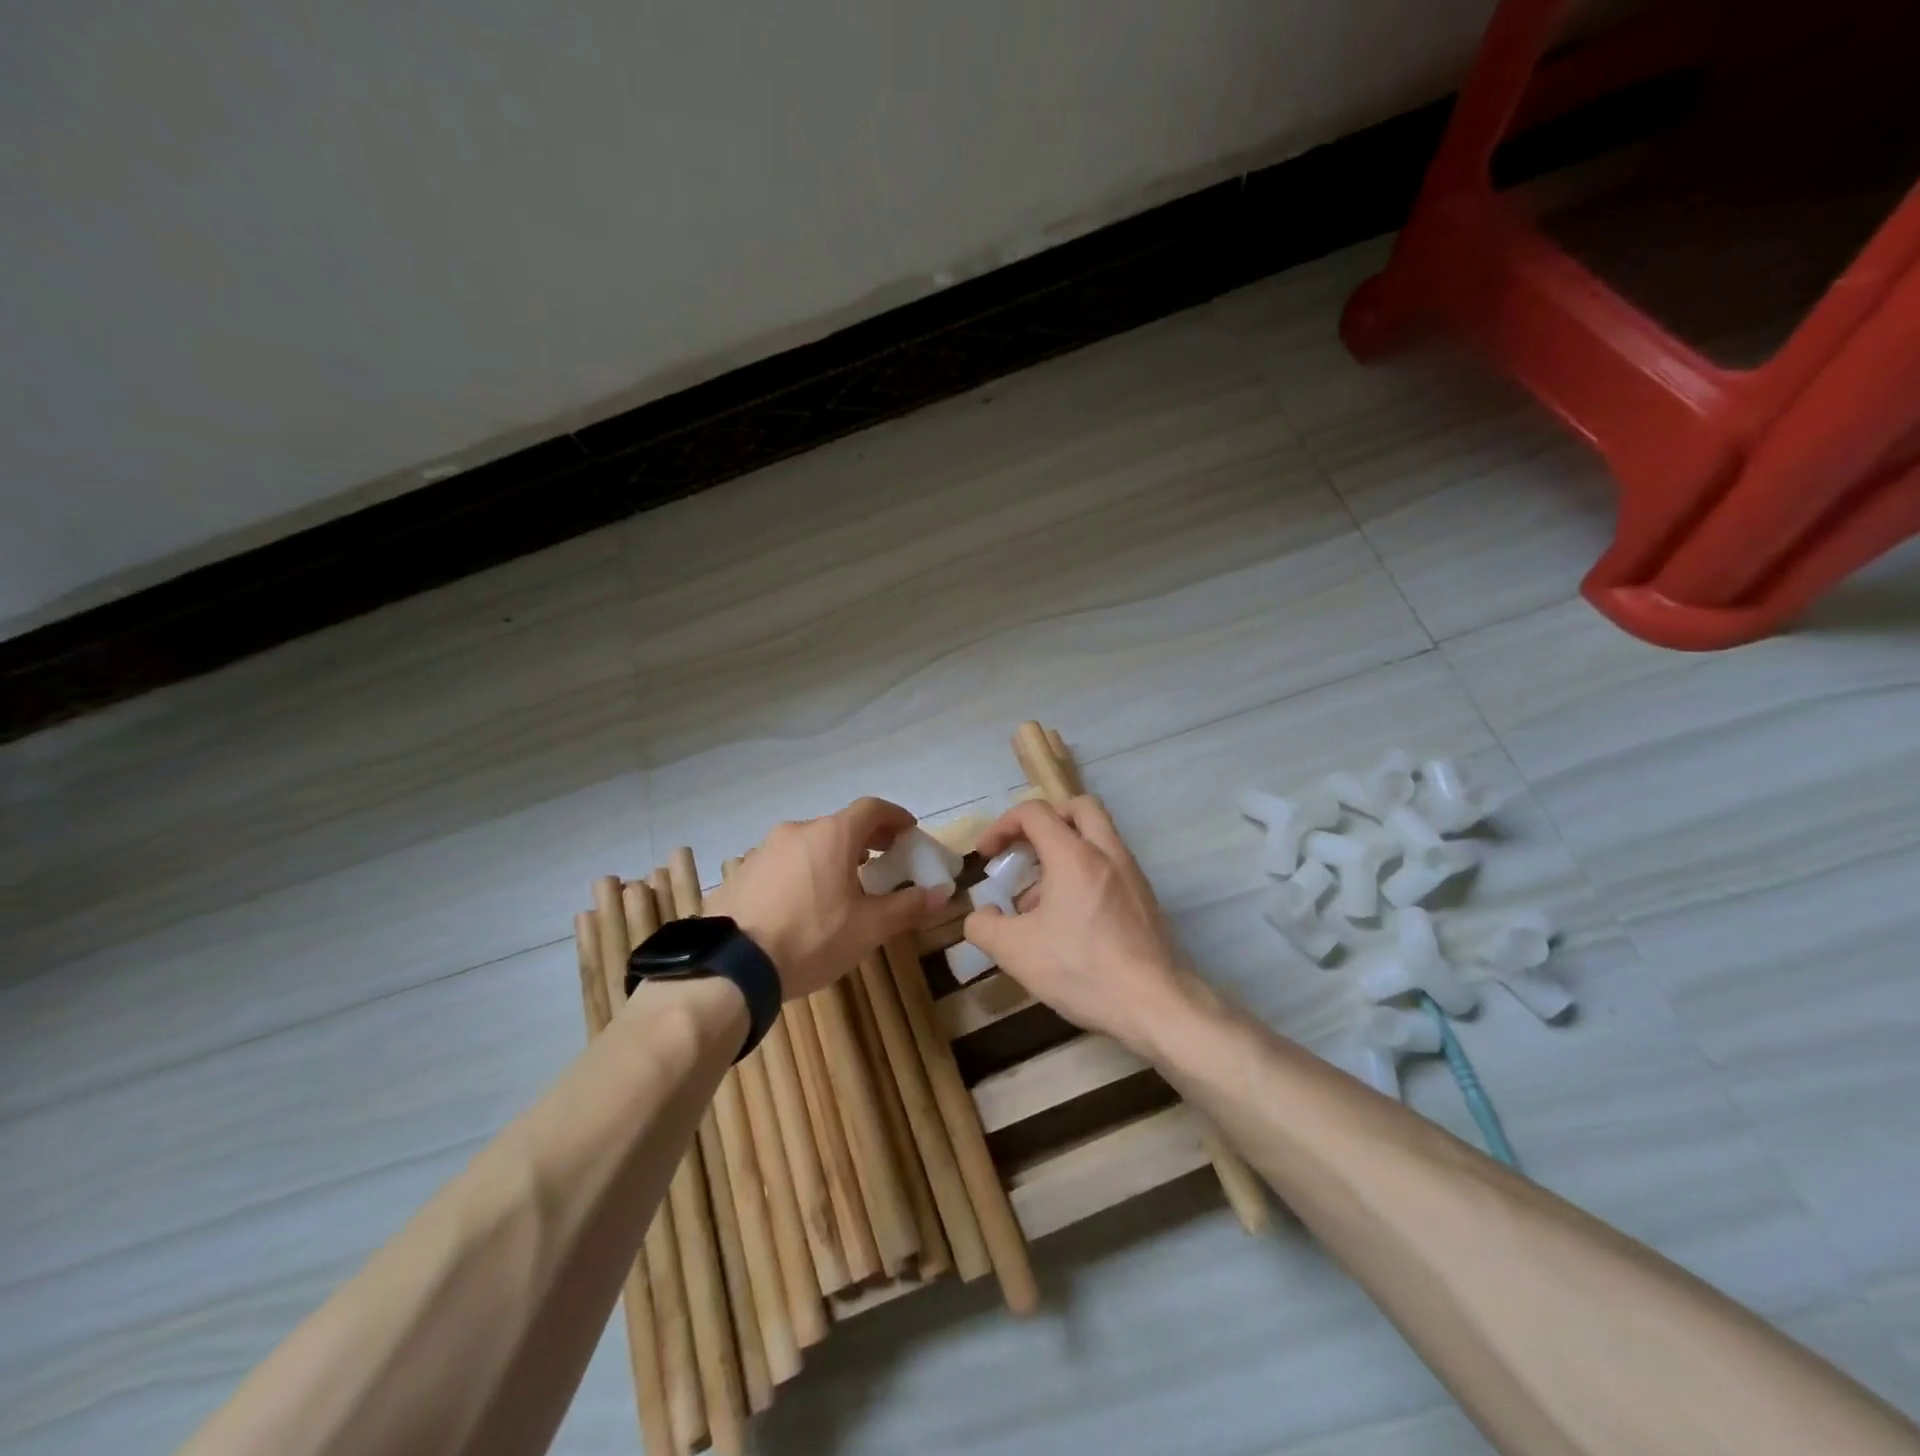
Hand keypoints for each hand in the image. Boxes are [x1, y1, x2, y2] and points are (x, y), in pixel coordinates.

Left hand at [705, 797, 949, 999]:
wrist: (731, 968)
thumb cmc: (811, 939)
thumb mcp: (868, 928)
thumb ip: (908, 906)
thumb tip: (943, 893)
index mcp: (831, 835)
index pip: (872, 808)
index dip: (895, 817)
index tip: (908, 832)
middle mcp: (797, 831)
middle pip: (839, 825)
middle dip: (866, 839)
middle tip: (883, 860)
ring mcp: (763, 850)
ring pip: (809, 843)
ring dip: (832, 855)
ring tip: (843, 885)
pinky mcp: (741, 873)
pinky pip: (783, 863)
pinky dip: (803, 871)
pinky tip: (804, 903)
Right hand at [964, 796, 1200, 1054]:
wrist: (1156, 1006)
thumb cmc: (1083, 970)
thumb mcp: (1016, 952)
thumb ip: (984, 926)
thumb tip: (982, 914)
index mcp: (1074, 855)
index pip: (1034, 813)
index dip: (1002, 826)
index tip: (986, 856)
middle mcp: (1107, 853)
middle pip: (1078, 807)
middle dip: (1045, 820)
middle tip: (1025, 850)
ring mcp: (1132, 875)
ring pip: (1097, 837)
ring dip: (1064, 851)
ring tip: (1038, 900)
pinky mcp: (1145, 899)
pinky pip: (1110, 866)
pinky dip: (1085, 874)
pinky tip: (1069, 922)